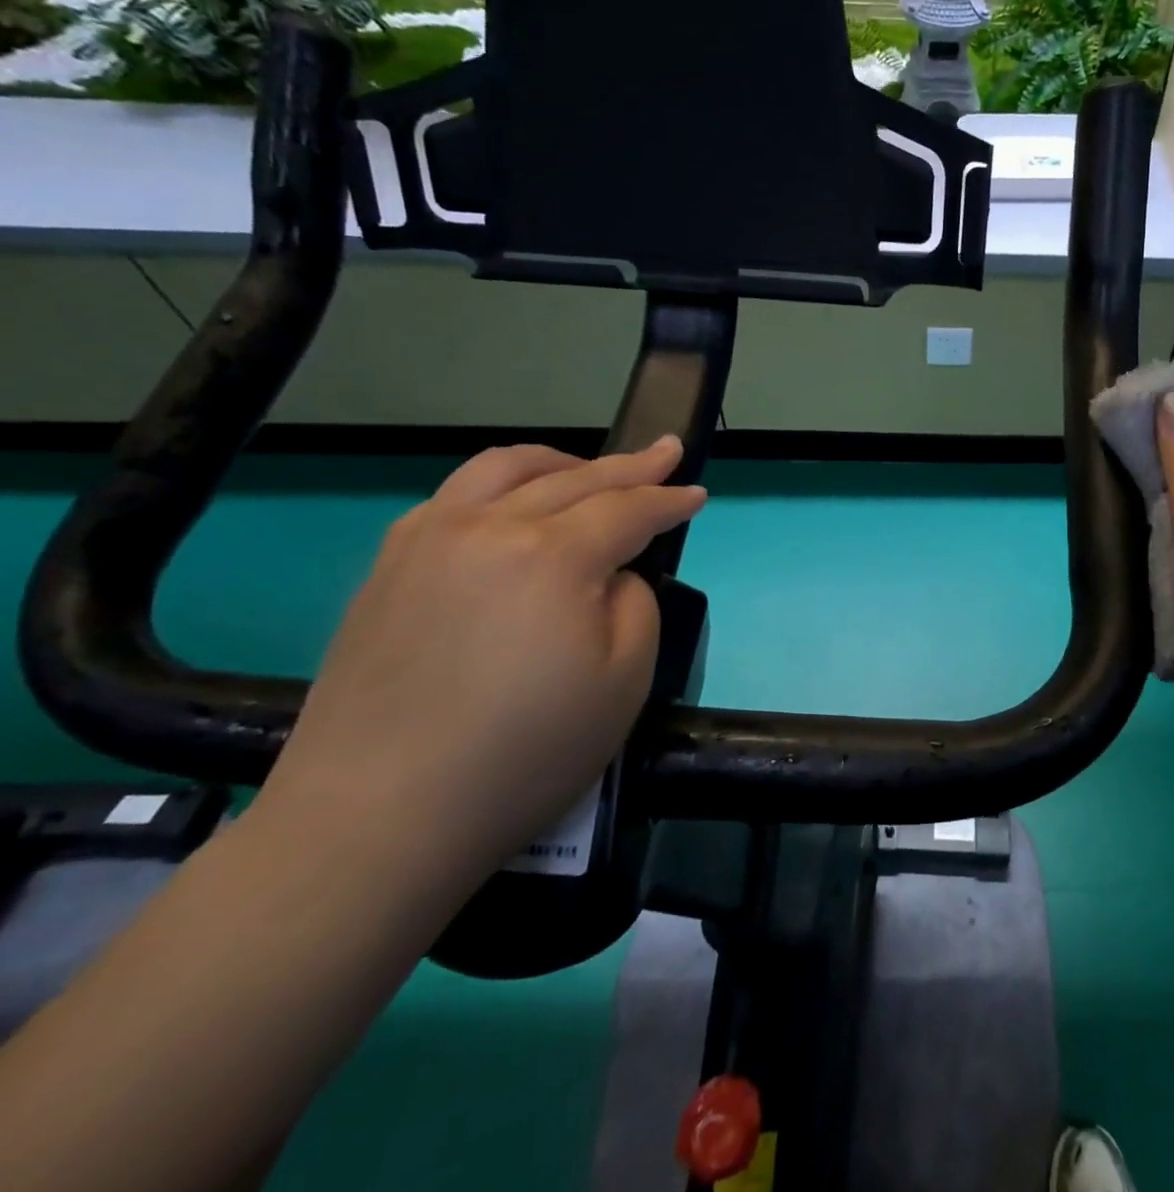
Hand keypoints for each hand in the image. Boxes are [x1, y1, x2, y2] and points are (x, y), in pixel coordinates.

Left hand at [256, 439, 706, 896]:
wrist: (377, 819)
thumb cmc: (524, 753)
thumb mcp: (625, 680)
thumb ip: (635, 604)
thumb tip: (610, 576)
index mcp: (551, 555)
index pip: (627, 509)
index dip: (669, 500)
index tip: (698, 493)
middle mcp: (487, 527)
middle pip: (574, 479)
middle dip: (631, 466)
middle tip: (666, 452)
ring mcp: (427, 541)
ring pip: (504, 470)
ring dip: (560, 463)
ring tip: (589, 468)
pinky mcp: (386, 568)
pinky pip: (454, 498)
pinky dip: (501, 487)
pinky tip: (512, 507)